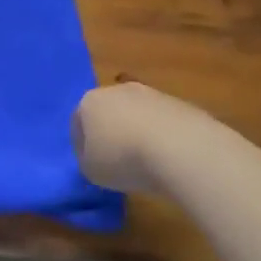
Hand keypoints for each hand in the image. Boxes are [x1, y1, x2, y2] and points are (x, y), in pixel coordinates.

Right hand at [71, 81, 235, 193]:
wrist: (183, 150)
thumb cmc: (125, 159)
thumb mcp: (92, 171)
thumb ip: (88, 160)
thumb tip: (97, 156)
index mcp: (89, 102)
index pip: (78, 122)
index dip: (83, 145)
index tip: (93, 164)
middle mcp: (117, 90)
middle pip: (109, 112)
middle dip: (112, 132)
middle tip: (119, 160)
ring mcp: (152, 94)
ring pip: (139, 115)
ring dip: (140, 133)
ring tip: (149, 163)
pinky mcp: (182, 104)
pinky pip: (165, 123)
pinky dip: (165, 137)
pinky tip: (172, 158)